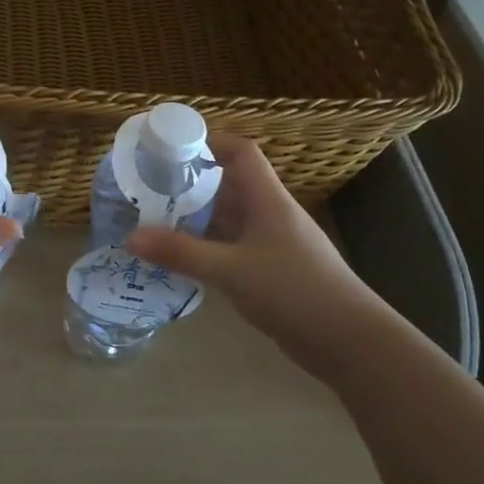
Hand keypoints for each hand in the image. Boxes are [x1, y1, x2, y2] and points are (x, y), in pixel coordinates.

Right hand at [126, 133, 394, 379]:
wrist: (351, 342)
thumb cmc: (295, 291)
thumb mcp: (232, 270)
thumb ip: (182, 253)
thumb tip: (131, 238)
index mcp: (268, 200)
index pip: (241, 152)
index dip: (210, 140)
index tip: (172, 144)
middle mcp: (272, 214)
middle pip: (231, 183)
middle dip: (193, 181)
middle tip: (152, 185)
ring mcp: (275, 244)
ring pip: (231, 218)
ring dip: (199, 216)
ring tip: (157, 218)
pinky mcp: (274, 271)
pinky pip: (234, 246)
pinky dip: (209, 246)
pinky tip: (184, 257)